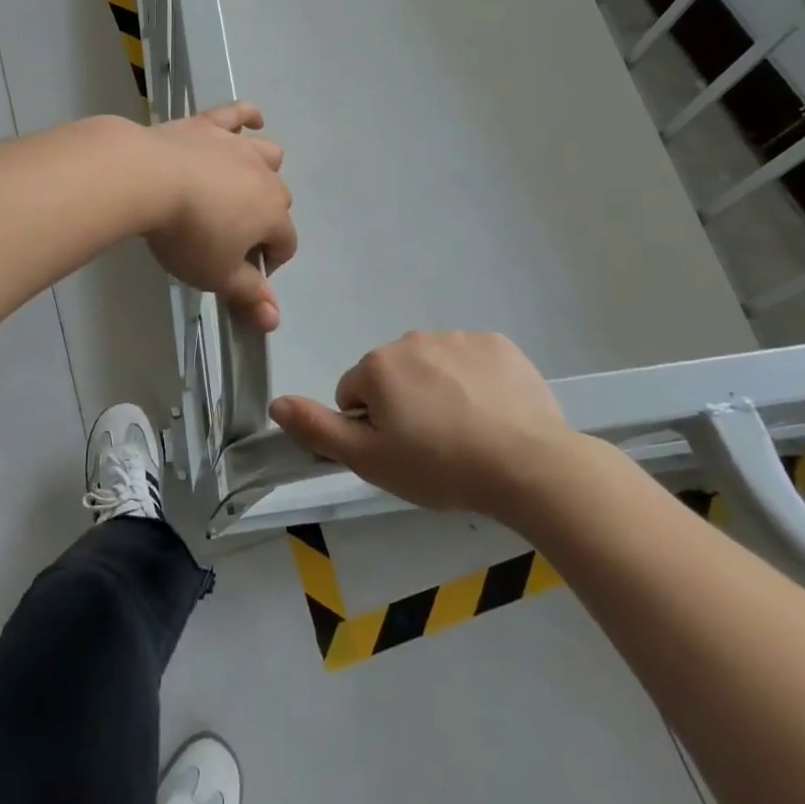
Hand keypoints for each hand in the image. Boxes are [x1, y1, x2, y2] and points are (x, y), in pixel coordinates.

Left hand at [142, 102, 296, 329]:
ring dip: (264, 170)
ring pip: (268, 154)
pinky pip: (236, 113)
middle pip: (278, 200)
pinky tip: (252, 120)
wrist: (148, 179)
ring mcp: (237, 146)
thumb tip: (274, 320)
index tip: (240, 275)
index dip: (268, 263)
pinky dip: (247, 116)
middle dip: (264, 220)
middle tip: (228, 238)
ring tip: (242, 186)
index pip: (286, 243)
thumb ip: (248, 295)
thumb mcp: (217, 274)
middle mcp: (264, 176)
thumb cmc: (187, 234)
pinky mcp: (208, 125)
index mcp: (272, 215)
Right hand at [269, 331, 575, 515]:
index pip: (354, 393)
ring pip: (432, 367)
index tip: (399, 453)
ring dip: (439, 392)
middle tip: (432, 447)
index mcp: (379, 365)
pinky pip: (472, 362)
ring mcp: (459, 338)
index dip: (371, 427)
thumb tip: (276, 403)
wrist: (528, 466)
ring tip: (466, 435)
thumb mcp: (370, 460)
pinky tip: (493, 415)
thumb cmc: (440, 466)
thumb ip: (318, 429)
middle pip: (394, 376)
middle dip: (404, 405)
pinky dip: (475, 383)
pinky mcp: (498, 345)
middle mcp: (413, 339)